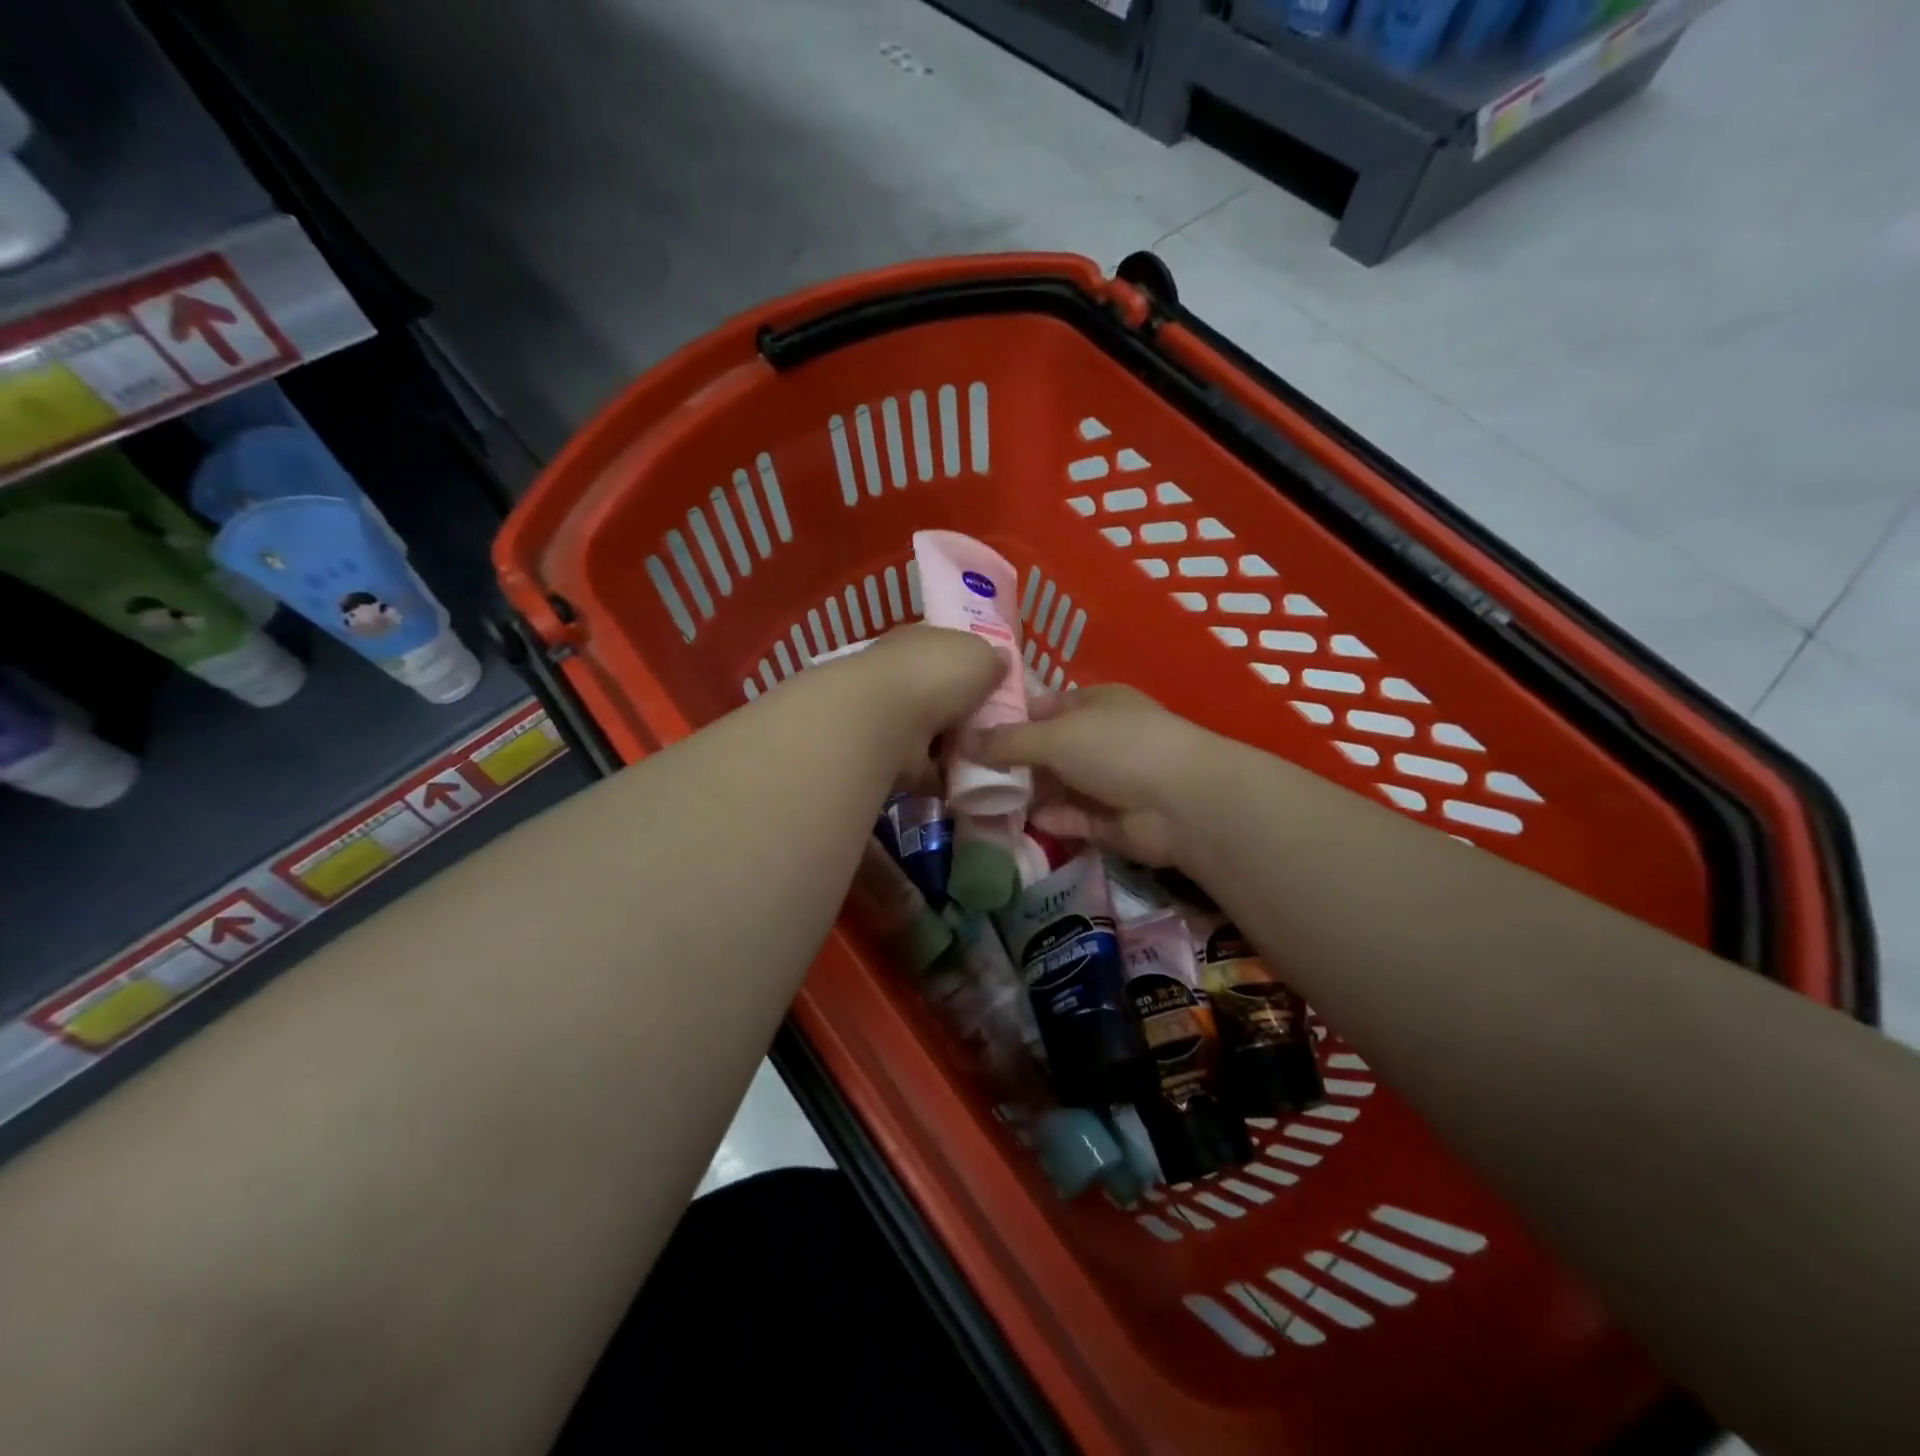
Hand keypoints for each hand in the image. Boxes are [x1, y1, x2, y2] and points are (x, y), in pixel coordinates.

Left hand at [814, 626, 1007, 785]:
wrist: (883, 722)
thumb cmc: (935, 676)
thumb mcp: (980, 654)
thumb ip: (993, 659)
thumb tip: (999, 662)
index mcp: (918, 643)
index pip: (946, 649)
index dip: (971, 665)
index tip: (997, 686)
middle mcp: (900, 677)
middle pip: (941, 695)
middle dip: (966, 713)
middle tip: (1000, 729)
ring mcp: (891, 719)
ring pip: (933, 734)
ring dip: (956, 748)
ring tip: (992, 759)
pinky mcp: (888, 758)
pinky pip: (925, 769)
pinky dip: (944, 778)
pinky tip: (971, 783)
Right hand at [973, 684, 1216, 866]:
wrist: (1182, 803)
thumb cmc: (1117, 748)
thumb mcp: (1055, 736)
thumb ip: (1007, 741)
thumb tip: (962, 740)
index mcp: (1095, 704)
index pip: (1044, 707)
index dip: (1009, 718)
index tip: (969, 733)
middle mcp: (1102, 739)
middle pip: (1047, 749)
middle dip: (1012, 761)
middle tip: (965, 773)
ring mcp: (1108, 781)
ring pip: (1058, 786)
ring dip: (1027, 794)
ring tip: (979, 801)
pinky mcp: (1111, 821)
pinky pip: (1072, 818)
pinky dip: (1050, 819)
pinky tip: (1019, 822)